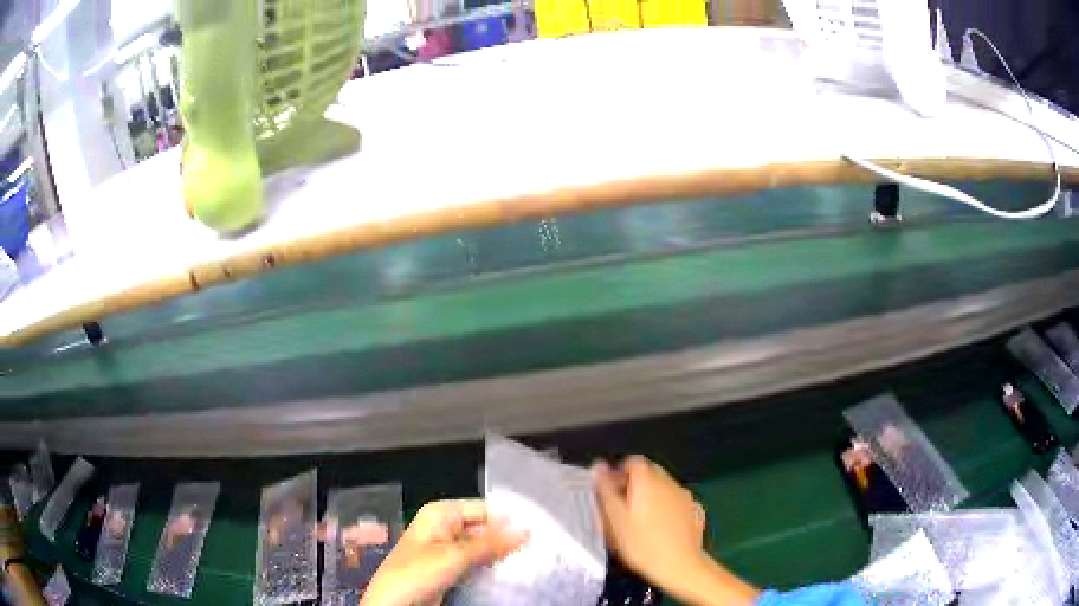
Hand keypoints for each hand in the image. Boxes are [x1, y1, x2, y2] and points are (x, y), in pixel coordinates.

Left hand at [360, 499, 526, 605]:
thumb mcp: (455, 555)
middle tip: (534, 548)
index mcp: (440, 513)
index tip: (534, 529)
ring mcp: (446, 550)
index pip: (482, 509)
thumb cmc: (415, 573)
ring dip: (499, 554)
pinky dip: (489, 566)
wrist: (394, 603)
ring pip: (481, 548)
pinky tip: (508, 572)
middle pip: (482, 528)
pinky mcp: (449, 569)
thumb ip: (491, 543)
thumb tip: (524, 532)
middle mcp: (443, 528)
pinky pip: (475, 563)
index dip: (506, 519)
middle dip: (504, 539)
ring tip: (527, 559)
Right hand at [592, 456, 758, 605]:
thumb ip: (605, 490)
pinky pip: (676, 502)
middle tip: (621, 508)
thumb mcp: (615, 520)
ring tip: (639, 521)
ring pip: (663, 487)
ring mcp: (685, 496)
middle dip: (634, 485)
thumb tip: (597, 467)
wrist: (680, 566)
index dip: (618, 473)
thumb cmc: (642, 545)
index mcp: (647, 480)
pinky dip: (667, 508)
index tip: (610, 492)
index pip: (631, 462)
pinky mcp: (696, 511)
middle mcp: (669, 482)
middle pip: (649, 473)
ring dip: (651, 496)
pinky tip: (660, 528)